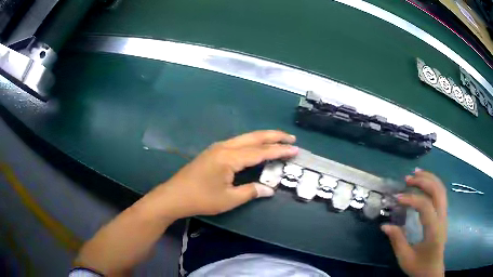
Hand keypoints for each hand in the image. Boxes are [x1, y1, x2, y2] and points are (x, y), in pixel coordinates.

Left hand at [147, 130, 297, 219]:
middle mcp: (225, 147)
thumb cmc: (201, 199)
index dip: (279, 151)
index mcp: (230, 157)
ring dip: (263, 138)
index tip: (295, 149)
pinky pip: (238, 143)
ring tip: (278, 140)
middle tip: (291, 138)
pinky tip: (256, 147)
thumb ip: (251, 192)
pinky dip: (252, 143)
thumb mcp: (229, 199)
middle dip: (274, 136)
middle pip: (254, 137)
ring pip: (245, 138)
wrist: (175, 195)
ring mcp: (218, 147)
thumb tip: (269, 190)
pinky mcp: (213, 152)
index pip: (260, 152)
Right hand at [381, 169, 446, 276]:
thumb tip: (385, 225)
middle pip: (438, 191)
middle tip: (408, 178)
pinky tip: (425, 183)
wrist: (432, 272)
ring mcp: (444, 216)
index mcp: (434, 230)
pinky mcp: (443, 216)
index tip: (397, 198)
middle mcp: (442, 219)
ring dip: (429, 178)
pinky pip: (441, 194)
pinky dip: (433, 184)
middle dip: (423, 181)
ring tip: (416, 173)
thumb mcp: (405, 258)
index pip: (426, 206)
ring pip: (441, 190)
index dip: (411, 199)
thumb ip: (397, 241)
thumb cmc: (419, 267)